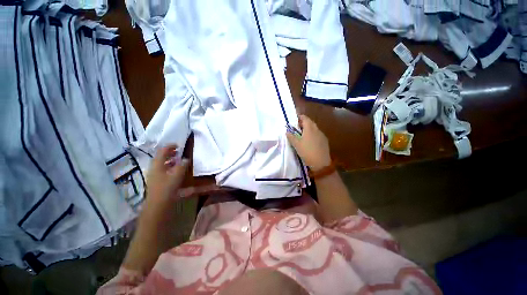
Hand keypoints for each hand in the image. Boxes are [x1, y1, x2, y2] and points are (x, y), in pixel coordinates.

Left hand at [146, 145, 188, 203]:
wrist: (158, 205)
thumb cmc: (167, 188)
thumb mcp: (177, 175)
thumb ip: (182, 166)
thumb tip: (185, 159)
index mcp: (158, 164)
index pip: (162, 151)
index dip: (170, 146)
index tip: (178, 145)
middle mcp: (154, 168)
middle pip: (161, 157)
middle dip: (169, 153)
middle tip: (178, 151)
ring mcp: (155, 175)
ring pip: (162, 164)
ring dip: (170, 160)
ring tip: (178, 160)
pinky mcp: (157, 181)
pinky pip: (163, 170)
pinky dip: (169, 167)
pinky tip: (175, 171)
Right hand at [286, 115, 330, 170]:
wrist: (320, 163)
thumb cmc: (307, 152)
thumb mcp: (296, 145)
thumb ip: (291, 137)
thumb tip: (287, 132)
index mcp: (309, 129)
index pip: (305, 118)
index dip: (300, 117)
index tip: (296, 119)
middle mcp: (317, 129)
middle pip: (310, 123)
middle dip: (304, 123)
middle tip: (298, 126)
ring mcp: (322, 135)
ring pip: (315, 128)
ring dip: (309, 128)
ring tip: (303, 133)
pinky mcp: (325, 141)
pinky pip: (318, 134)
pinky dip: (313, 134)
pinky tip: (310, 140)